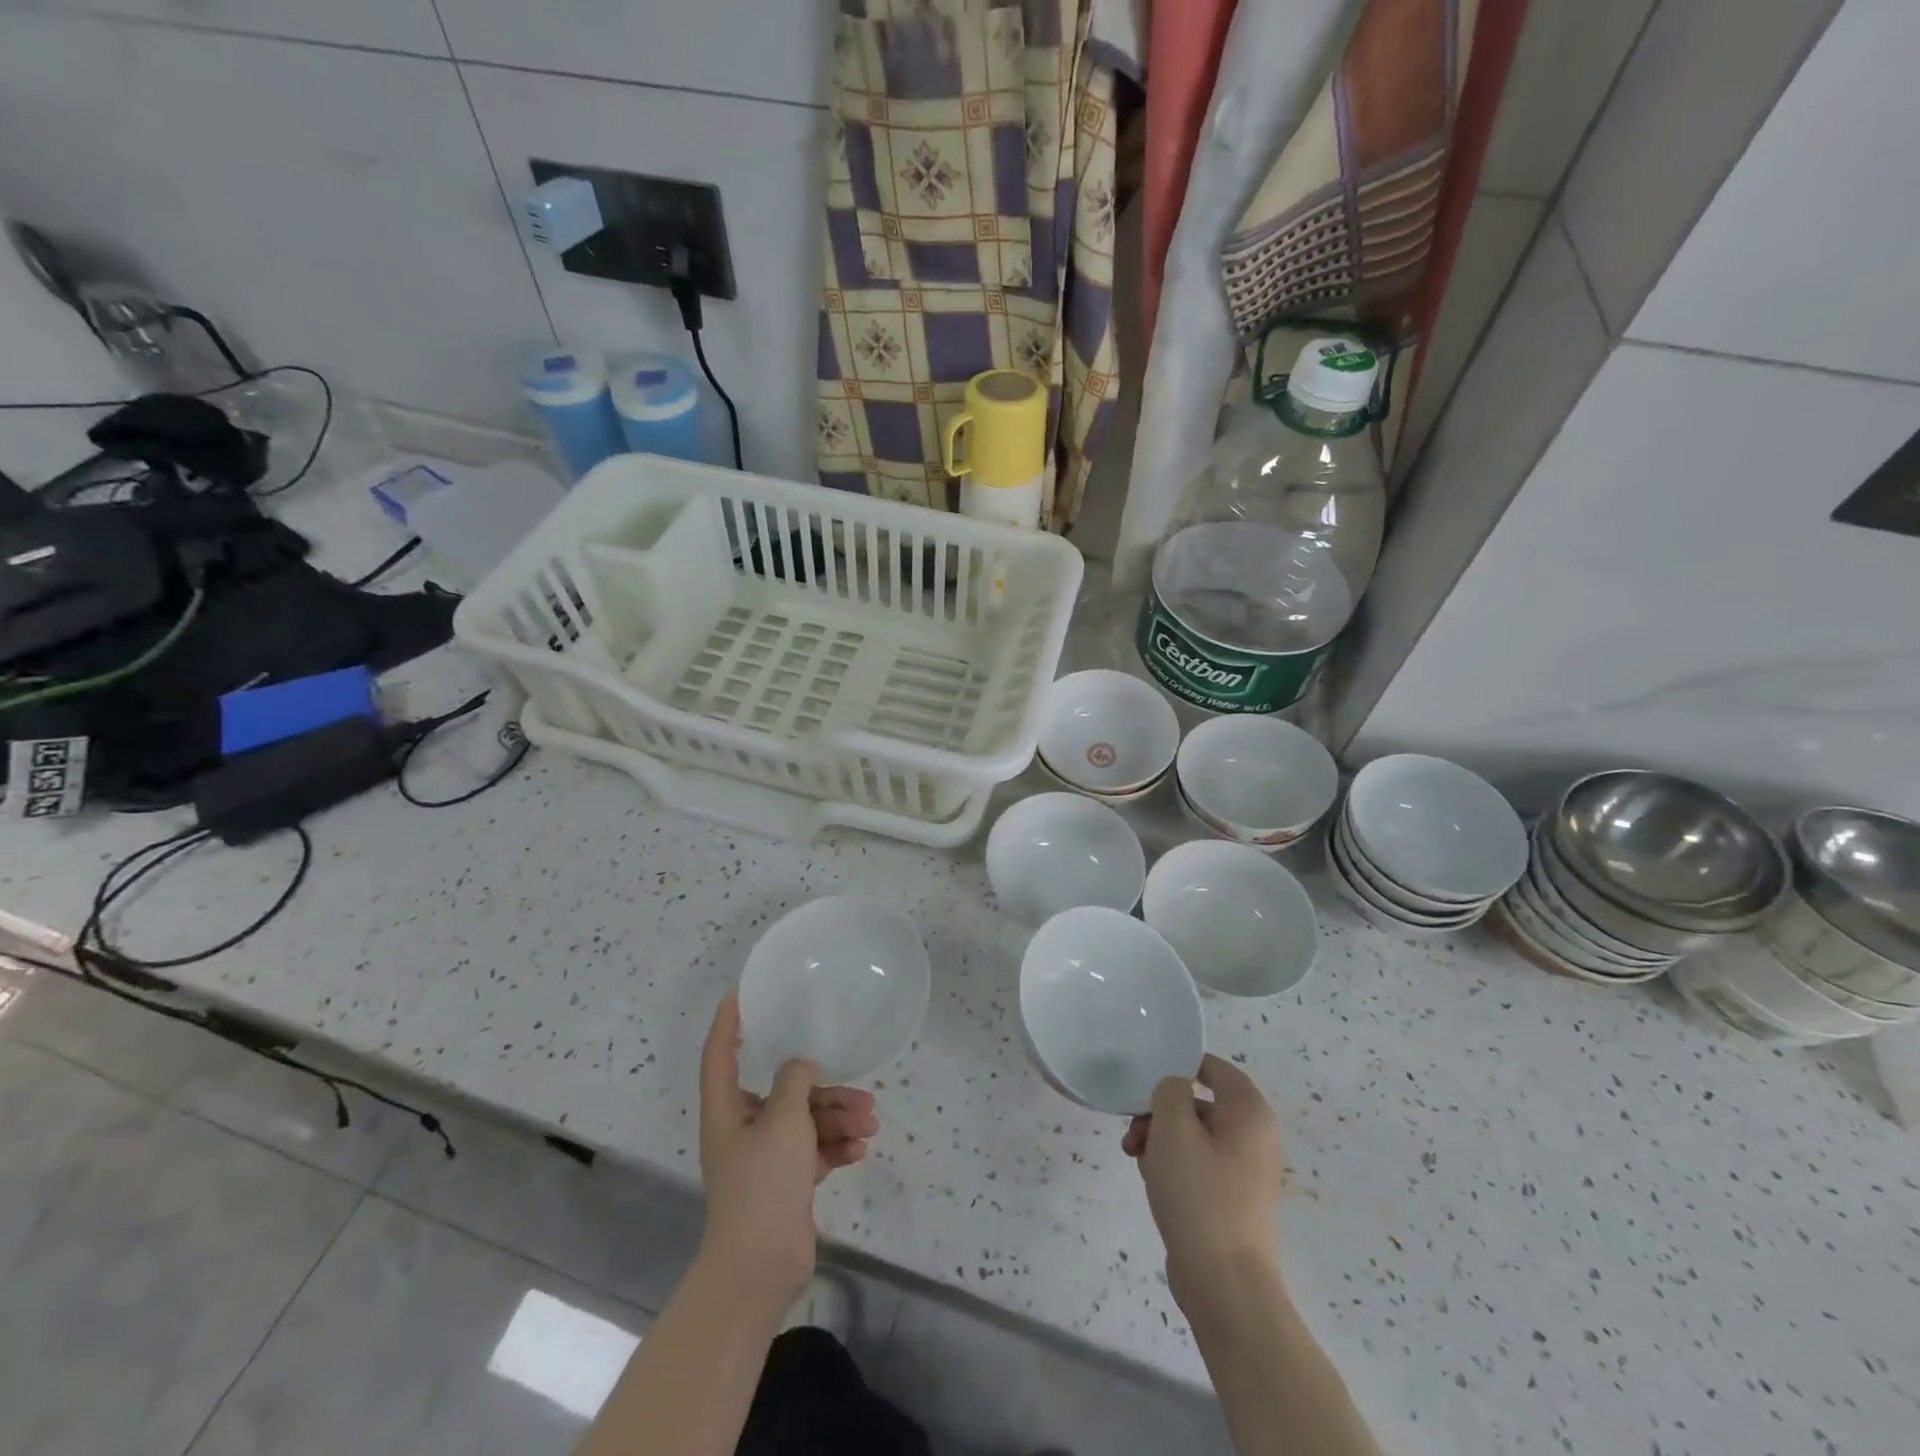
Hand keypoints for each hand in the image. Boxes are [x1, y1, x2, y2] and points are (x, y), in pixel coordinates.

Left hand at [696, 992, 878, 1306]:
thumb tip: (801, 1066)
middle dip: (824, 1090)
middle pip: (784, 1092)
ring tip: (869, 1124)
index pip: (720, 1053)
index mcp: (727, 1109)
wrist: (760, 1267)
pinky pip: (813, 1151)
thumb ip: (795, 1081)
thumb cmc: (763, 1182)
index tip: (741, 993)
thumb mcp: (783, 1120)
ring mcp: (765, 1157)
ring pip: (805, 1122)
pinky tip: (859, 1150)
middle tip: (861, 1093)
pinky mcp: (785, 1182)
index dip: (727, 1021)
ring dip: (838, 1119)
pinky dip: (835, 1147)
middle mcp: (743, 1128)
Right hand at [1122, 1055, 1284, 1312]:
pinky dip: (1174, 1168)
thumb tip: (1176, 1089)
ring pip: (1194, 1136)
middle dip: (1160, 1114)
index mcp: (1250, 1113)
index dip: (1179, 1067)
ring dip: (1161, 1142)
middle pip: (1199, 1103)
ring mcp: (1247, 1172)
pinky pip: (1200, 1166)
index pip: (1214, 1067)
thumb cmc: (1200, 1196)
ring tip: (1138, 1163)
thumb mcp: (1173, 1129)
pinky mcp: (1234, 1200)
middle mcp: (1256, 1137)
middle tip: (1134, 1134)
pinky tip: (1154, 1184)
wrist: (1225, 1286)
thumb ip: (1169, 1091)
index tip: (1146, 1084)